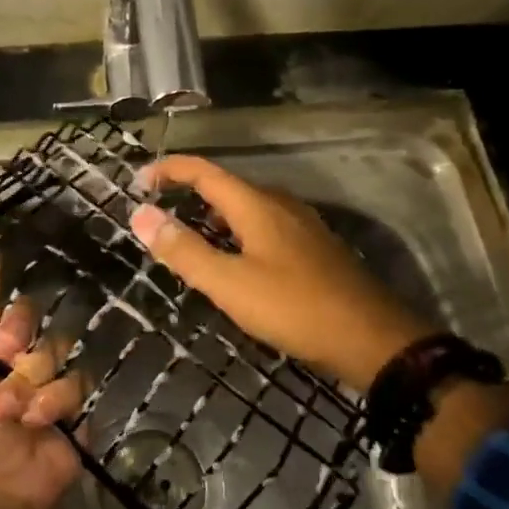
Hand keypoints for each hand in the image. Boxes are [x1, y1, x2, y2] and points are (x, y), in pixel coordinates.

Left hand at [0, 261, 83, 508]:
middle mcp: (14, 354)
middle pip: (28, 316)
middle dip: (17, 335)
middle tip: (4, 355)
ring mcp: (46, 376)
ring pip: (54, 347)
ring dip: (30, 383)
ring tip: (10, 412)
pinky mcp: (73, 399)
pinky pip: (76, 379)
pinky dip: (54, 402)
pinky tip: (40, 423)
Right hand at [128, 155, 430, 389]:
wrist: (371, 338)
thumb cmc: (294, 308)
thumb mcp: (229, 284)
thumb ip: (184, 250)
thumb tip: (140, 215)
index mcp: (256, 204)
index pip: (204, 171)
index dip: (169, 170)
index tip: (137, 182)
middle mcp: (280, 204)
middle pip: (225, 187)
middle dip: (188, 194)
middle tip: (157, 215)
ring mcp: (301, 225)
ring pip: (246, 207)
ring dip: (212, 215)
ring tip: (188, 238)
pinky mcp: (314, 247)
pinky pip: (264, 226)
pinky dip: (236, 232)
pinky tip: (234, 261)